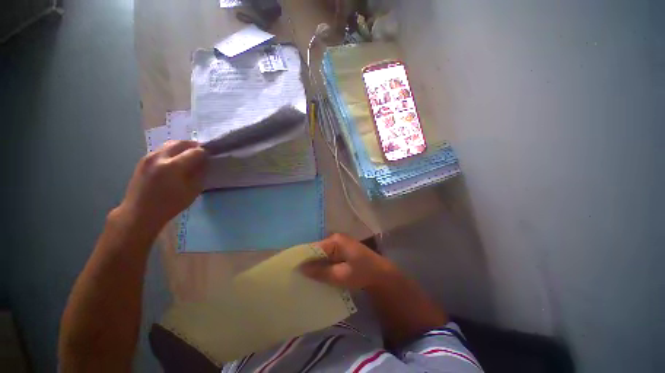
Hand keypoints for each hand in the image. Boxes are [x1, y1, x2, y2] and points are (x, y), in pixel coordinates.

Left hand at [116, 140, 206, 233]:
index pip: (195, 151)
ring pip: (169, 144)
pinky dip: (172, 152)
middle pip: (180, 143)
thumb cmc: (170, 205)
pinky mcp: (143, 161)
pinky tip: (175, 161)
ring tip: (189, 156)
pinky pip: (161, 150)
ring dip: (182, 147)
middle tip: (202, 153)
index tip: (211, 156)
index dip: (205, 153)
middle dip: (193, 146)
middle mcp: (159, 157)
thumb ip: (200, 174)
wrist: (140, 213)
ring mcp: (148, 157)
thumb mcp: (192, 191)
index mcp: (173, 166)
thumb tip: (204, 163)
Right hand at [301, 233, 396, 289]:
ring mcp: (338, 244)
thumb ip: (321, 272)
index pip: (313, 248)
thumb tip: (301, 268)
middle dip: (308, 263)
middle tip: (296, 276)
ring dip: (315, 265)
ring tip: (303, 277)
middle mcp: (335, 239)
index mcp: (335, 240)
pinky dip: (322, 266)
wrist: (381, 274)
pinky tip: (317, 276)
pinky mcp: (341, 251)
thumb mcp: (341, 275)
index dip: (302, 259)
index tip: (291, 271)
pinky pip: (327, 258)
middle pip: (316, 251)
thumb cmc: (362, 273)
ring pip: (321, 255)